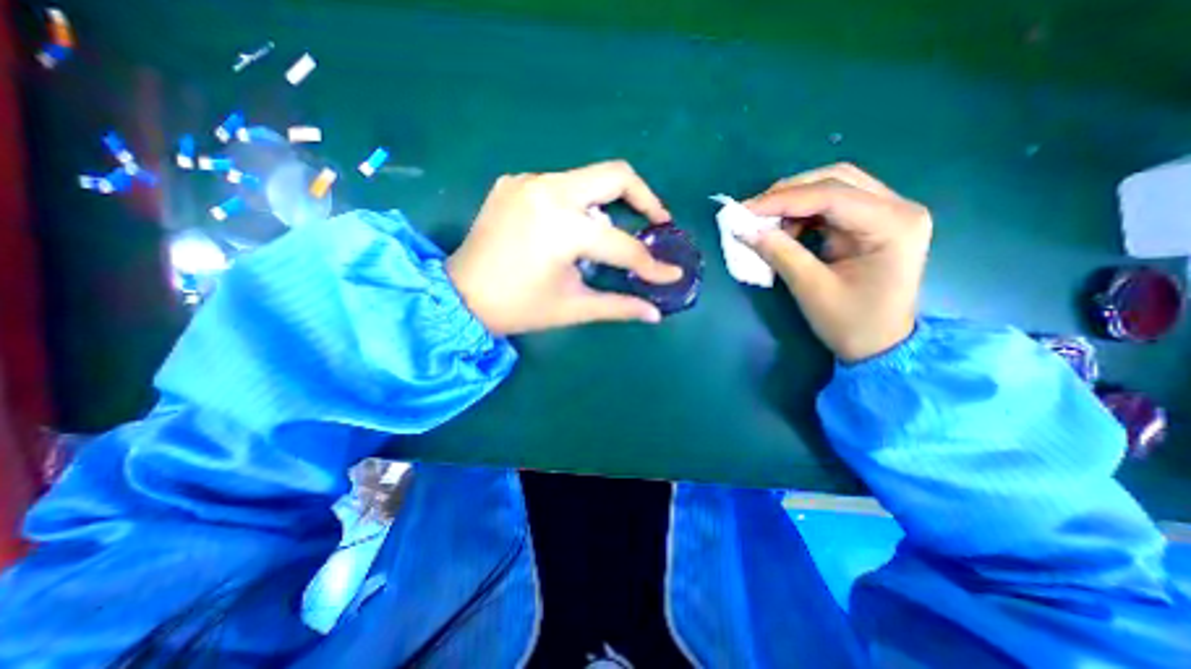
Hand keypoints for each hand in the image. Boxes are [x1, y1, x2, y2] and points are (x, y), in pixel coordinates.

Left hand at [448, 160, 684, 336]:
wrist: (458, 296)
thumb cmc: (518, 308)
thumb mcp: (573, 307)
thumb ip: (619, 306)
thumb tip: (655, 314)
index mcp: (562, 228)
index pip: (623, 245)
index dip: (651, 264)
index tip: (670, 273)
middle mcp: (547, 191)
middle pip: (615, 175)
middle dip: (645, 199)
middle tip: (657, 223)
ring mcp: (527, 181)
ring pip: (588, 179)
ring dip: (608, 204)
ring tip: (610, 235)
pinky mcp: (514, 182)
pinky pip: (560, 185)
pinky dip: (577, 204)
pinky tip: (571, 229)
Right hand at [742, 161, 935, 360]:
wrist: (880, 346)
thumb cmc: (851, 323)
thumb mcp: (812, 289)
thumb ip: (780, 253)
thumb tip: (745, 230)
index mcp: (893, 225)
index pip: (832, 195)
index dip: (783, 199)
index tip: (744, 210)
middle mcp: (898, 208)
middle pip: (837, 179)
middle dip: (789, 193)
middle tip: (753, 211)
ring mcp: (887, 214)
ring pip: (834, 187)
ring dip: (794, 201)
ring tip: (767, 224)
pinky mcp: (872, 223)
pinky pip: (832, 205)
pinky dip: (803, 213)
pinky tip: (786, 229)